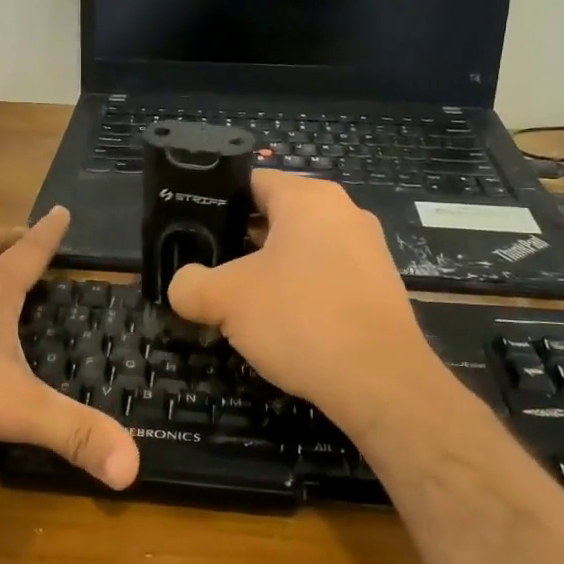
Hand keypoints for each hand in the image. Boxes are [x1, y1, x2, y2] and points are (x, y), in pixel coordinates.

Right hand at [168, 172, 444, 425]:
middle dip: (241, 243)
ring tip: (240, 302)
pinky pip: (328, 279)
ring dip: (270, 272)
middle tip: (209, 270)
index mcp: (309, 199)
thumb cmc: (300, 318)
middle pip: (277, 217)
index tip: (193, 231)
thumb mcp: (225, 299)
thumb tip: (182, 286)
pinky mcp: (380, 289)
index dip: (218, 203)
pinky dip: (302, 295)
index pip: (253, 182)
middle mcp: (345, 213)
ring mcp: (369, 252)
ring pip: (303, 251)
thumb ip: (191, 285)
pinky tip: (283, 326)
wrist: (381, 381)